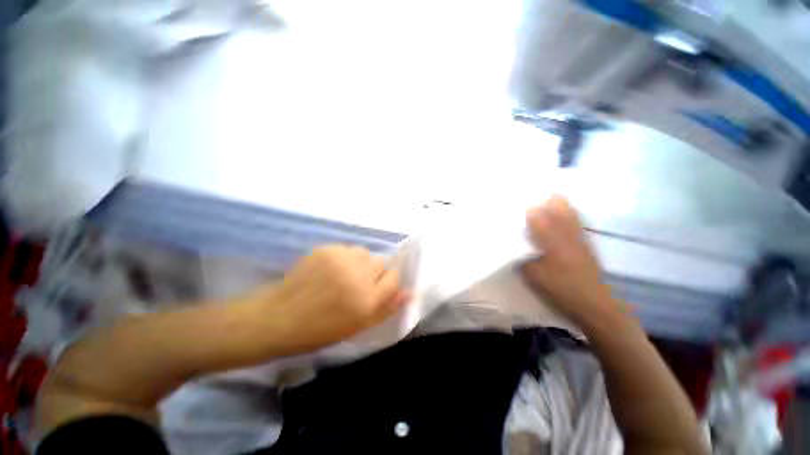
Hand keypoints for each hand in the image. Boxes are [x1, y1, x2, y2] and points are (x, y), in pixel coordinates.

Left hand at [247, 245, 410, 355]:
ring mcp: (341, 259)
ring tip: (343, 275)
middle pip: (381, 263)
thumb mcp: (359, 326)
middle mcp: (358, 276)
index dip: (388, 283)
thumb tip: (410, 293)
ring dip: (359, 263)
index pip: (394, 278)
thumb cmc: (321, 329)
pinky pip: (347, 249)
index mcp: (368, 300)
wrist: (279, 318)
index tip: (377, 288)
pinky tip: (328, 270)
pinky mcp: (327, 249)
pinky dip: (343, 258)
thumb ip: (387, 308)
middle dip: (373, 273)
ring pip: (365, 253)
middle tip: (356, 285)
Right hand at [521, 195, 624, 325]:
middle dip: (549, 200)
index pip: (539, 218)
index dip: (530, 209)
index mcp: (553, 241)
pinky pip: (576, 223)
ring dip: (560, 205)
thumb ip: (523, 261)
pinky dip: (568, 216)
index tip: (521, 203)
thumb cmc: (562, 289)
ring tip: (550, 200)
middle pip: (560, 209)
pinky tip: (564, 217)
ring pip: (571, 214)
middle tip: (536, 196)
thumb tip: (516, 251)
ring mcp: (580, 239)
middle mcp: (568, 235)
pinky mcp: (586, 246)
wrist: (596, 305)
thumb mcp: (534, 277)